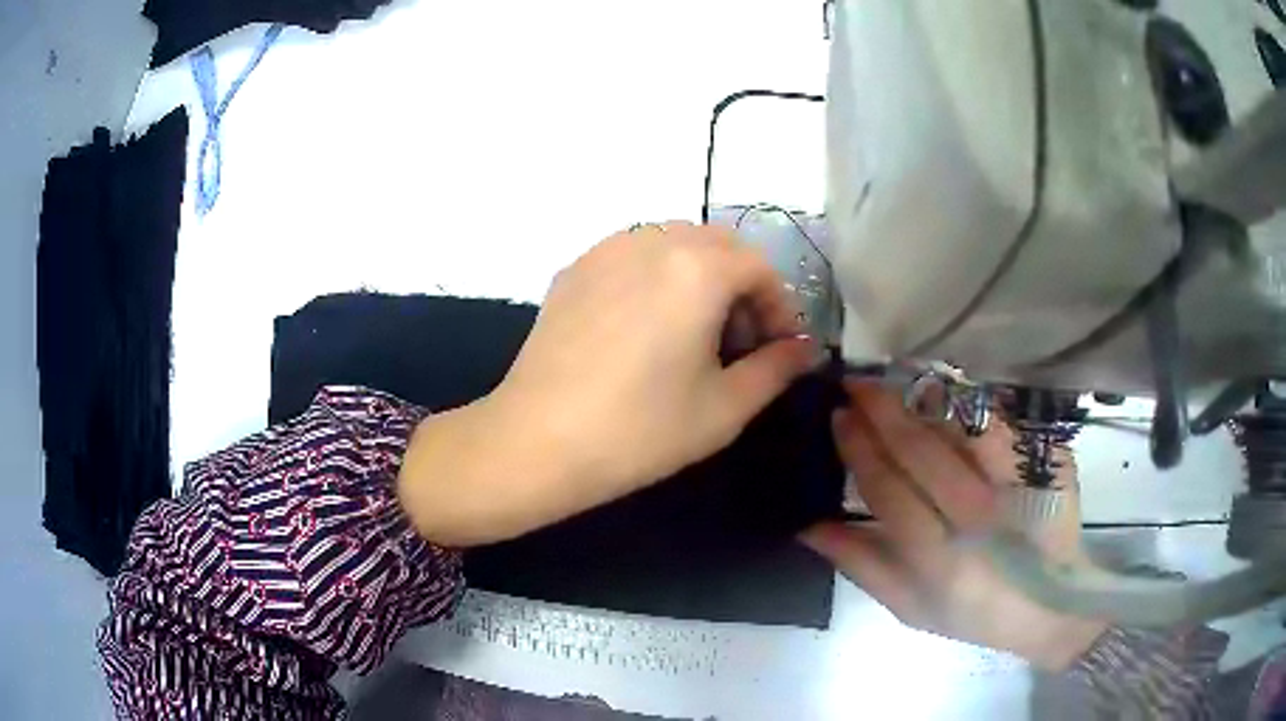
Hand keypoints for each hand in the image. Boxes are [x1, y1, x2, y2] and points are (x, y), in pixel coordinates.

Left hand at [399, 222, 816, 546]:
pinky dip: (657, 277)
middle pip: (718, 245)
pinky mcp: (574, 269)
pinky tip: (646, 328)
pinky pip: (633, 255)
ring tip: (693, 334)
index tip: (778, 350)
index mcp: (696, 268)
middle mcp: (652, 241)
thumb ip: (776, 369)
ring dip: (700, 277)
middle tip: (739, 342)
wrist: (536, 442)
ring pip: (674, 243)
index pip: (759, 267)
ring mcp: (605, 250)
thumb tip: (803, 350)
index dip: (779, 308)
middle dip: (741, 287)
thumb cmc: (640, 432)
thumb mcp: (724, 408)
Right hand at [802, 381, 1107, 670]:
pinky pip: (1001, 423)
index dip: (860, 449)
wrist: (1050, 601)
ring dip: (923, 395)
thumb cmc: (973, 612)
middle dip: (883, 410)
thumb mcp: (909, 606)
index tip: (839, 415)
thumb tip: (809, 526)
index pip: (889, 491)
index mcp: (939, 562)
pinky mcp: (1046, 465)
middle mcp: (979, 521)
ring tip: (893, 375)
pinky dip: (969, 401)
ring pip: (964, 426)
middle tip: (856, 382)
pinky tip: (945, 387)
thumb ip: (862, 565)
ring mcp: (1017, 487)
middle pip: (923, 451)